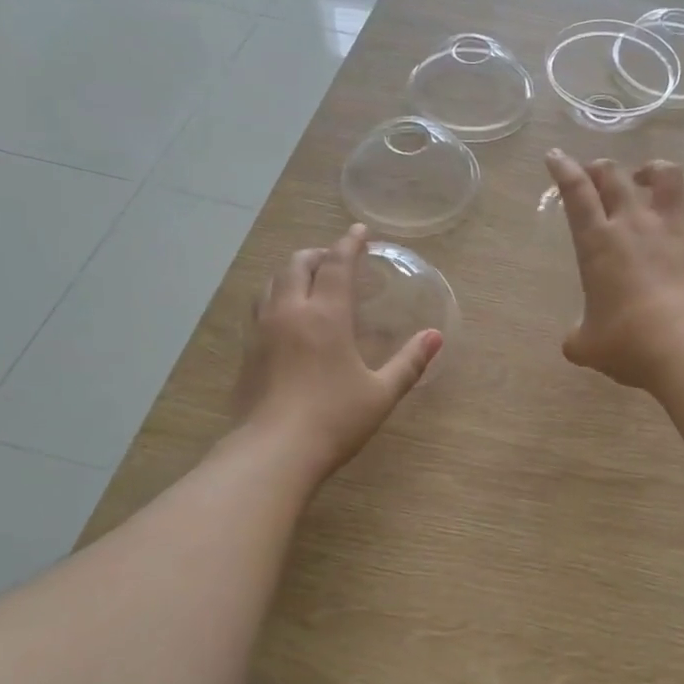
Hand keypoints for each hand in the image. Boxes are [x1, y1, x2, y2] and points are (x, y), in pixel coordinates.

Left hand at [233, 224, 442, 478]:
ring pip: (273, 282)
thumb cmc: (334, 420)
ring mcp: (263, 330)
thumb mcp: (381, 393)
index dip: (349, 243)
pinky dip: (277, 295)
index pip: (337, 265)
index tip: (359, 231)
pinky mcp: (247, 351)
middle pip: (298, 264)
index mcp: (326, 315)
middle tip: (336, 259)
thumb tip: (436, 337)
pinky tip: (286, 316)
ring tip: (309, 280)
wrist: (272, 453)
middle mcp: (290, 312)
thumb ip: (410, 362)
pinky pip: (260, 306)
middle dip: (319, 254)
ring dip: (293, 272)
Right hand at [544, 149, 683, 388]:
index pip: (576, 194)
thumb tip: (575, 341)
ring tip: (647, 173)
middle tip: (597, 173)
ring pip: (666, 177)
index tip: (556, 157)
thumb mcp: (586, 345)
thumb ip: (577, 336)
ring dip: (653, 168)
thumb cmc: (627, 343)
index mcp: (597, 243)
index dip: (563, 170)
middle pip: (615, 176)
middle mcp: (634, 224)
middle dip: (601, 168)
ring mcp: (674, 228)